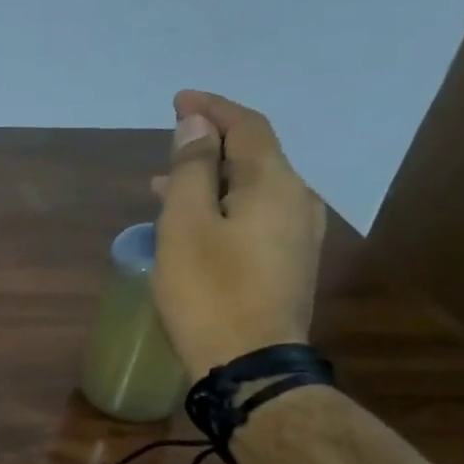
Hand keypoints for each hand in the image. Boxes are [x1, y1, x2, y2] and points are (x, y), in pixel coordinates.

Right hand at [151, 89, 326, 375]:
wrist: (250, 364)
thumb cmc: (209, 291)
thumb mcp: (185, 225)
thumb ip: (190, 170)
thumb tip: (196, 126)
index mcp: (274, 184)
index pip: (246, 127)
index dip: (212, 109)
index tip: (179, 99)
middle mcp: (297, 202)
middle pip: (253, 156)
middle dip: (209, 145)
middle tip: (168, 145)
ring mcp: (297, 236)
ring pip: (252, 189)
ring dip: (211, 180)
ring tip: (166, 188)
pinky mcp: (287, 265)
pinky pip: (255, 217)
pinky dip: (223, 207)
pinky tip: (196, 225)